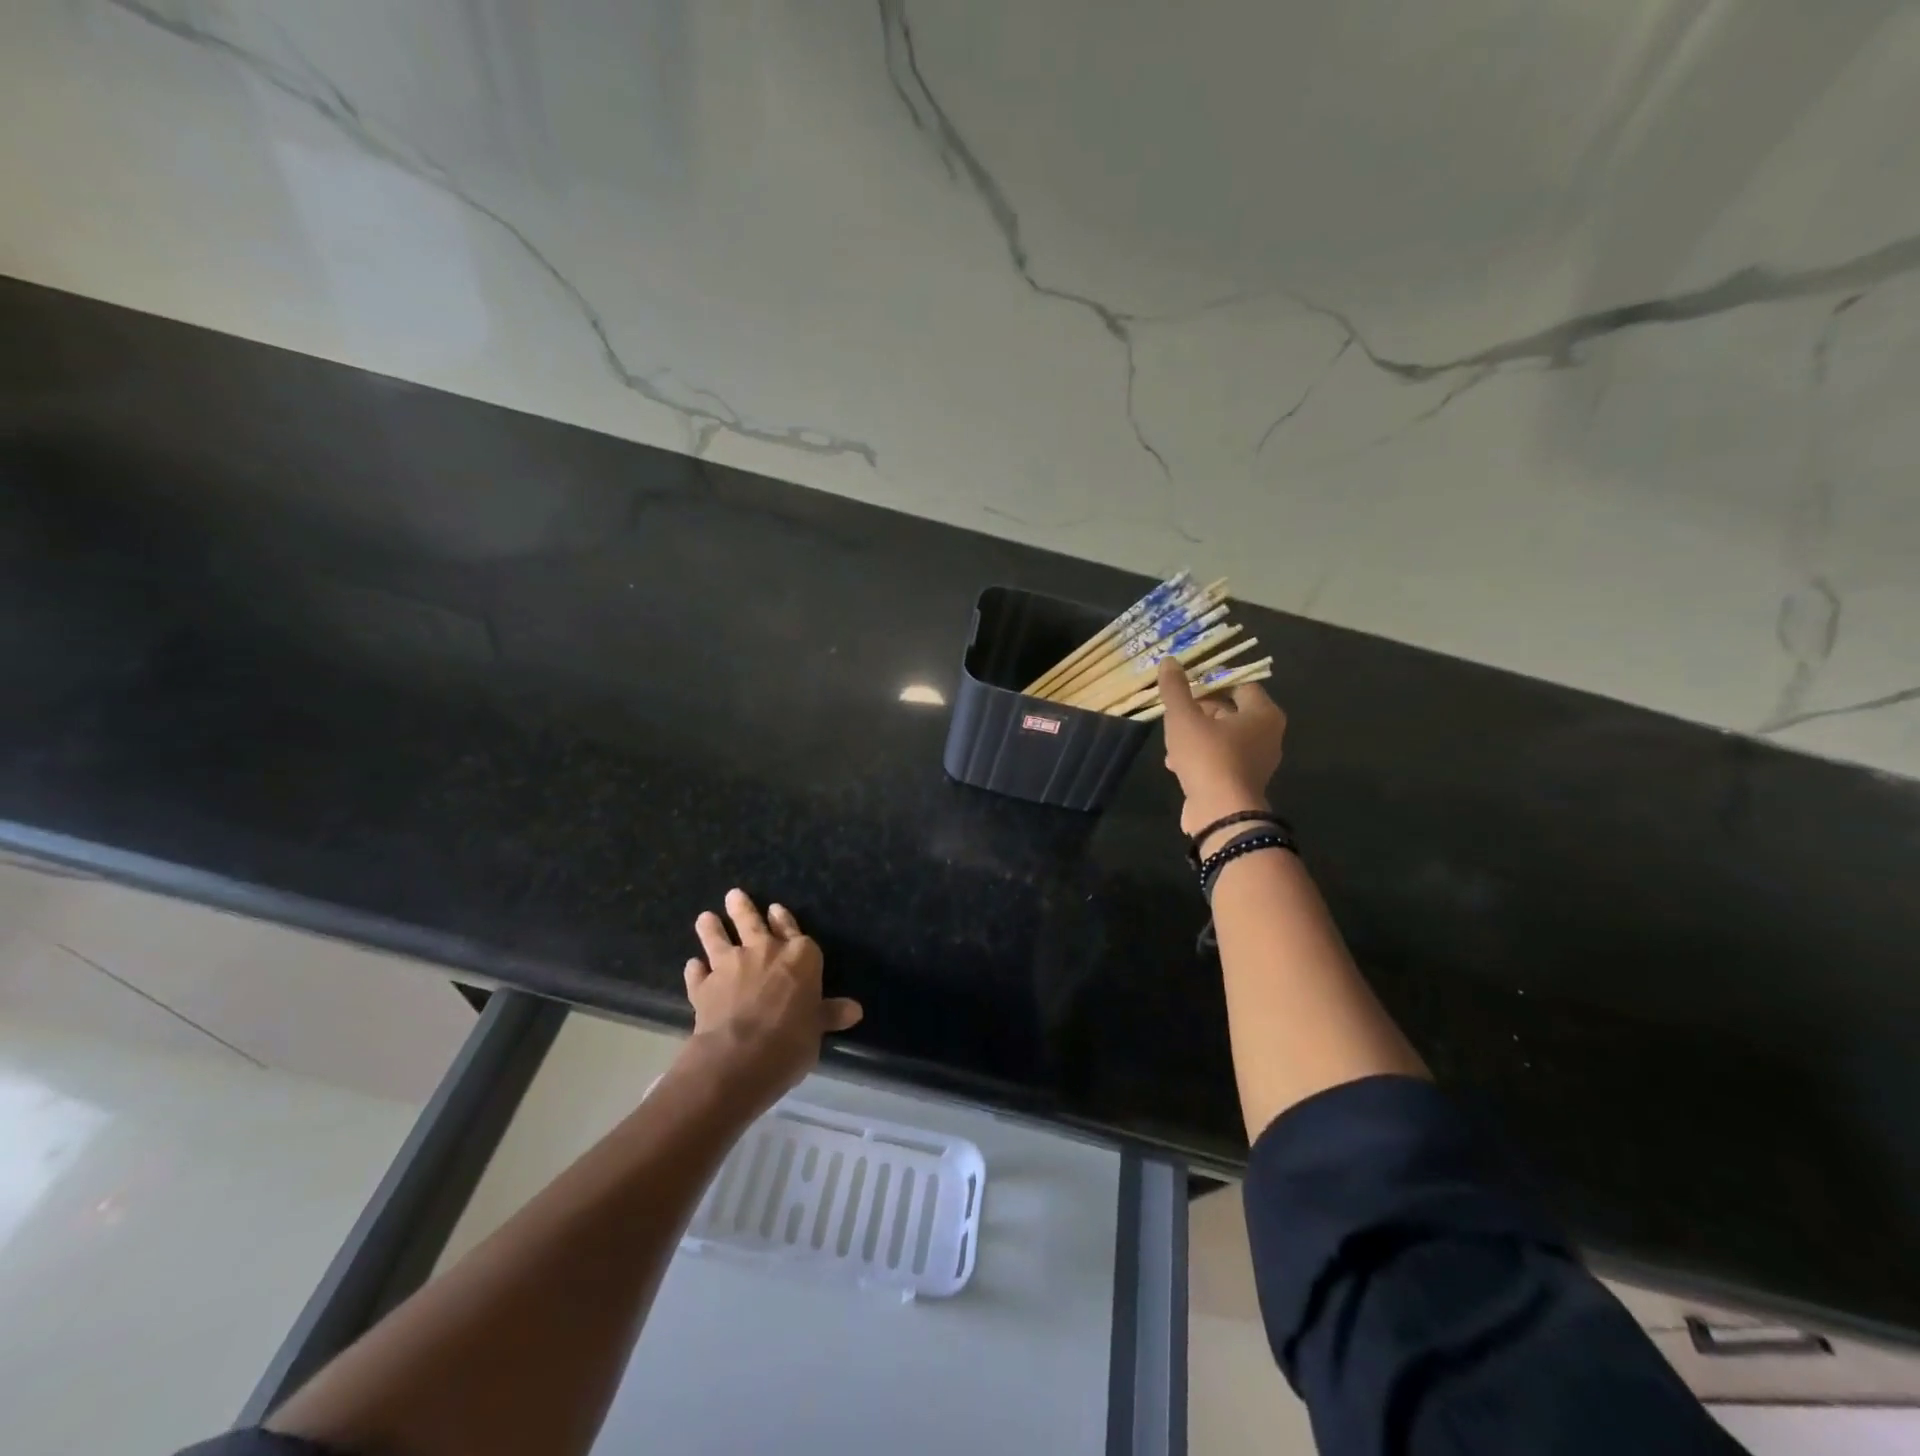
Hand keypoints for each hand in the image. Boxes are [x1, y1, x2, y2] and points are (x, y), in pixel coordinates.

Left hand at [681, 889, 862, 1112]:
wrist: (741, 1056)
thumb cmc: (792, 1039)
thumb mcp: (818, 1028)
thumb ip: (830, 1014)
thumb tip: (855, 1010)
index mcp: (800, 956)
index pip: (792, 930)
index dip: (784, 920)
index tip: (774, 909)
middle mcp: (764, 952)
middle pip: (752, 923)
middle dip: (743, 908)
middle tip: (733, 895)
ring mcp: (730, 966)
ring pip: (719, 940)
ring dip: (712, 929)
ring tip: (705, 917)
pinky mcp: (704, 986)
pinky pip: (698, 973)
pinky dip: (695, 969)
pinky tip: (693, 965)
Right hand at [1156, 658, 1287, 844]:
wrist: (1220, 813)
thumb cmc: (1208, 756)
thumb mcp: (1184, 717)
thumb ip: (1176, 689)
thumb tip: (1169, 661)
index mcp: (1263, 713)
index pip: (1240, 684)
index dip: (1213, 681)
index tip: (1188, 684)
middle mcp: (1268, 735)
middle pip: (1232, 711)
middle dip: (1201, 710)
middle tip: (1177, 711)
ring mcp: (1257, 762)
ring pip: (1223, 738)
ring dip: (1197, 736)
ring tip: (1171, 741)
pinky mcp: (1243, 783)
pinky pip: (1221, 761)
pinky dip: (1201, 758)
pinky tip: (1175, 765)